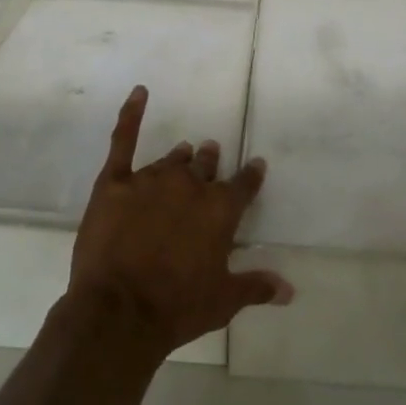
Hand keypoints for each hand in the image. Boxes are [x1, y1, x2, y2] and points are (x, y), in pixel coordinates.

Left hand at [69, 85, 293, 357]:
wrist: (119, 311)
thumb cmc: (178, 307)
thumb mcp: (224, 300)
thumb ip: (257, 286)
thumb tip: (290, 290)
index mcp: (220, 210)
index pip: (244, 184)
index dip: (251, 175)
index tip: (255, 165)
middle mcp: (190, 186)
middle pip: (206, 166)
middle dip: (211, 161)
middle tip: (211, 154)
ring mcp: (151, 180)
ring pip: (172, 160)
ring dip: (182, 157)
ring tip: (186, 150)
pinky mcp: (115, 183)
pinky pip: (124, 140)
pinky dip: (131, 114)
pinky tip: (139, 93)